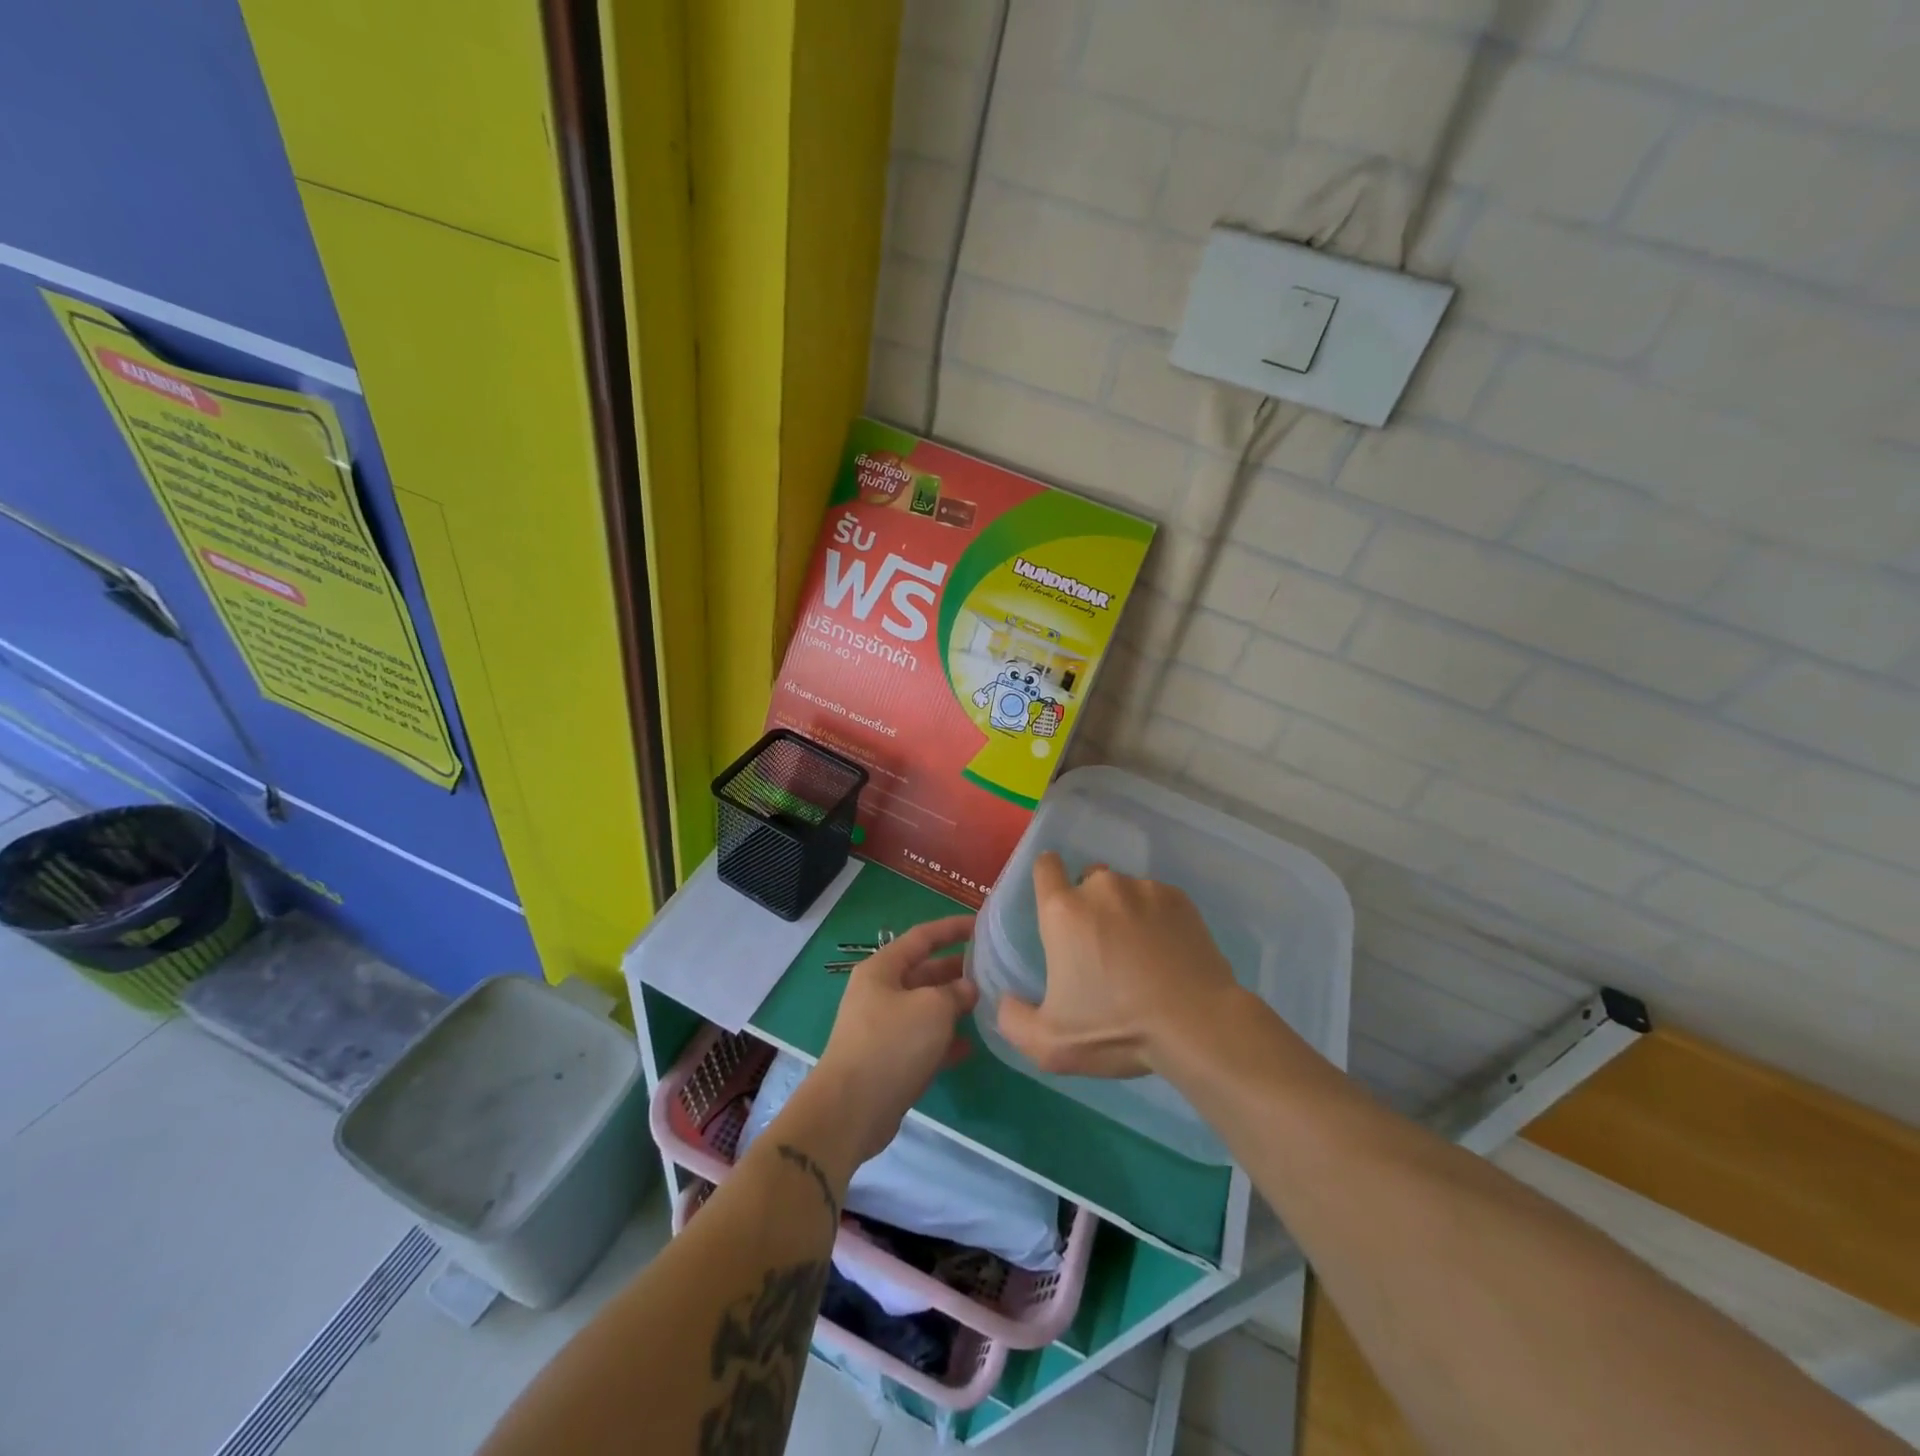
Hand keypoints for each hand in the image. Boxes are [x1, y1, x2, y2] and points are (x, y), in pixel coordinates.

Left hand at [808, 914, 976, 1167]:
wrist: (851, 1110)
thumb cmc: (892, 1044)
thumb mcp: (932, 1008)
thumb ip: (956, 992)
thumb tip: (968, 988)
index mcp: (882, 969)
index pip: (922, 937)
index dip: (952, 928)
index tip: (981, 925)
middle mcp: (880, 993)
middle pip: (923, 972)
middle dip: (956, 970)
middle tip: (992, 969)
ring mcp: (883, 1028)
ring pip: (925, 1008)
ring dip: (953, 1006)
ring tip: (988, 1005)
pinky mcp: (889, 1060)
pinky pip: (922, 1041)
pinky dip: (945, 1041)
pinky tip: (971, 1046)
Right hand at [996, 852, 1240, 1078]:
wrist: (1198, 1025)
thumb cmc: (1117, 1029)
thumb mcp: (1050, 1044)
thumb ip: (1013, 1020)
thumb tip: (1006, 1000)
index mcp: (1063, 910)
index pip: (1045, 866)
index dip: (1047, 878)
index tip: (1054, 903)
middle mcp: (1102, 887)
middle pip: (1087, 881)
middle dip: (1089, 905)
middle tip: (1100, 948)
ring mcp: (1144, 889)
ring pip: (1124, 891)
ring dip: (1124, 912)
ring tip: (1140, 954)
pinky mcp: (1180, 899)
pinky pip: (1157, 900)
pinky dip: (1157, 919)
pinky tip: (1167, 953)